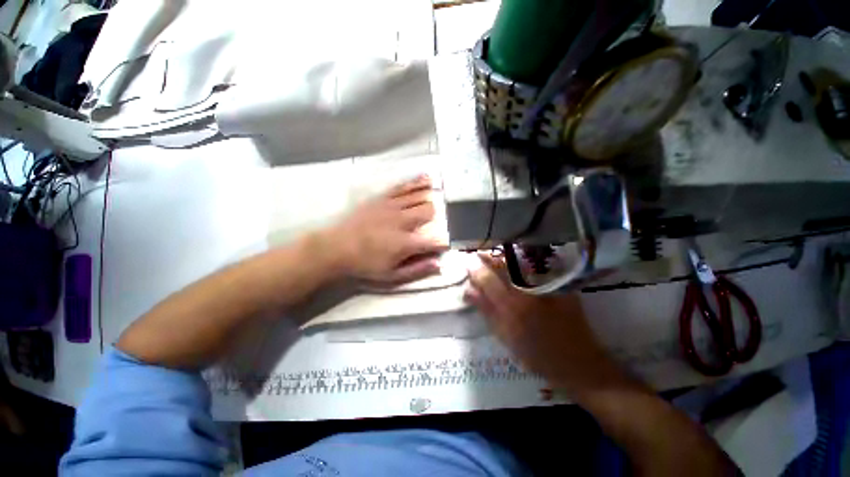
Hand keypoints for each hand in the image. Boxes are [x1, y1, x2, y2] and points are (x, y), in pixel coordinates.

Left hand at [323, 175, 447, 283]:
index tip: (446, 244)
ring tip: (441, 192)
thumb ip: (417, 270)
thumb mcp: (392, 276)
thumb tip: (439, 264)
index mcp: (406, 243)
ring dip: (431, 196)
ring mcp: (392, 206)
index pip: (435, 240)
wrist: (336, 248)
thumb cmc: (365, 265)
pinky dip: (416, 182)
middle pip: (429, 212)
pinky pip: (403, 187)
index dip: (444, 242)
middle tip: (435, 222)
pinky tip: (426, 178)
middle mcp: (403, 221)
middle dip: (437, 217)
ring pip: (419, 196)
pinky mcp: (382, 198)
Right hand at [465, 253, 628, 396]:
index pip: (487, 278)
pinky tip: (516, 263)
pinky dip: (522, 261)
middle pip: (503, 264)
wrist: (578, 363)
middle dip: (488, 257)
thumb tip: (468, 290)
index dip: (475, 268)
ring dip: (503, 257)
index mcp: (511, 307)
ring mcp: (546, 285)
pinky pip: (536, 265)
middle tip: (479, 255)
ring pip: (519, 261)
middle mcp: (528, 291)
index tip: (467, 261)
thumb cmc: (536, 354)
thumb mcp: (505, 336)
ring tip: (494, 258)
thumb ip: (485, 310)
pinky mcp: (560, 284)